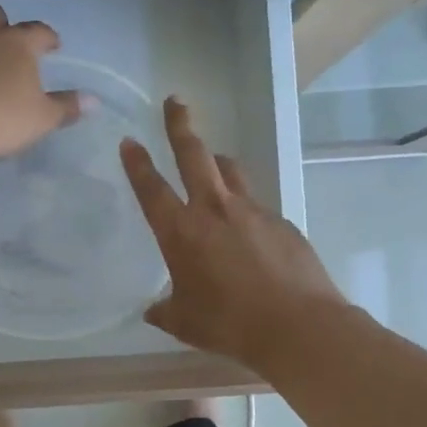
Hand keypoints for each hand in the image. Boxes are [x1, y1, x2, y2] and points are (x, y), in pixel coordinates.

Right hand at [121, 97, 344, 371]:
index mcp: (181, 232)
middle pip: (194, 155)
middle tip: (175, 102)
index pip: (152, 188)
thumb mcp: (184, 322)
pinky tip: (249, 233)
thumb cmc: (229, 324)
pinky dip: (245, 207)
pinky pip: (256, 204)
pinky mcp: (281, 222)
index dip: (137, 163)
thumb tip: (153, 309)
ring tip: (213, 162)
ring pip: (230, 171)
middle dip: (180, 125)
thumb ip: (165, 310)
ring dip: (217, 161)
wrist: (297, 325)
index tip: (129, 141)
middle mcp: (214, 210)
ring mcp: (252, 211)